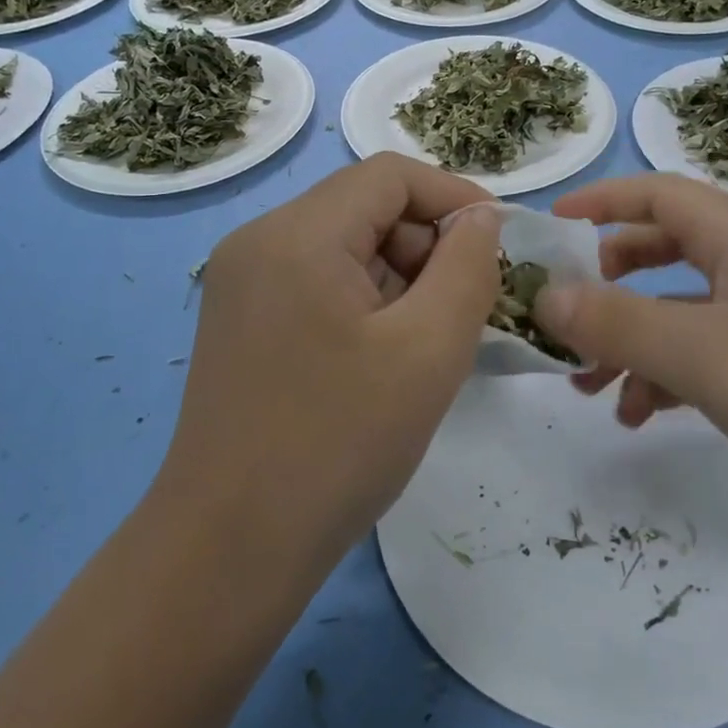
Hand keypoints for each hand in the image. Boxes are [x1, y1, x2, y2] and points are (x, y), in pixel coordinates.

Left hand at [159, 153, 503, 575]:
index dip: (454, 197)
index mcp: (296, 234)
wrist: (228, 551)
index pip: (390, 176)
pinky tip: (384, 359)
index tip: (499, 246)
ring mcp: (242, 282)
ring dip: (398, 279)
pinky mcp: (241, 320)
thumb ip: (467, 268)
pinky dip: (364, 303)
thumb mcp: (428, 351)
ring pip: (343, 247)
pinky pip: (317, 282)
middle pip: (364, 209)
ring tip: (427, 343)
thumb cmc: (337, 445)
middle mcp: (259, 241)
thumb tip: (481, 219)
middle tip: (466, 310)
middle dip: (426, 246)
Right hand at [535, 174, 727, 526]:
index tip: (548, 227)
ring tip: (588, 388)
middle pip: (667, 251)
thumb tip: (541, 294)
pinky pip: (710, 361)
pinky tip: (642, 417)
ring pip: (683, 315)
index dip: (601, 201)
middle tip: (567, 314)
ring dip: (631, 342)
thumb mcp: (705, 355)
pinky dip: (668, 380)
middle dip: (609, 280)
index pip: (660, 193)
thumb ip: (616, 322)